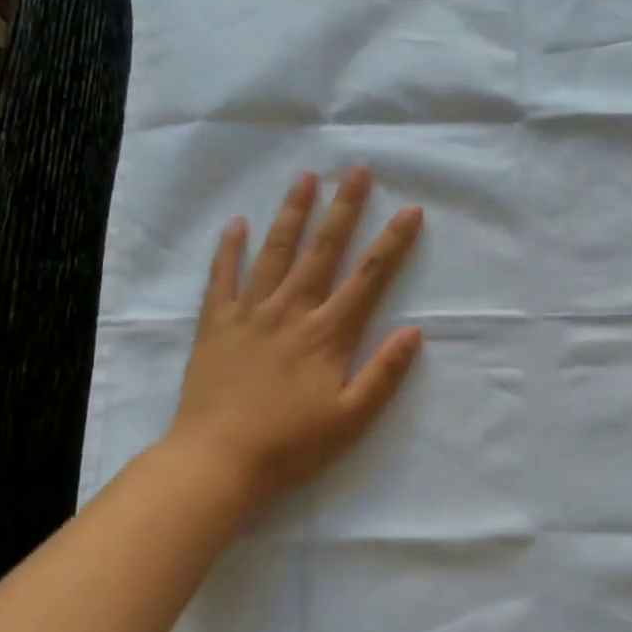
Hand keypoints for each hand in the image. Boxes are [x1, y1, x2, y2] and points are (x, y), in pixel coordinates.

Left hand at [167, 169, 423, 509]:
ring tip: (305, 178)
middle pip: (323, 251)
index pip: (369, 278)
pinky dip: (229, 249)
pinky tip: (236, 223)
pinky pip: (222, 278)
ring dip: (292, 213)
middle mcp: (291, 312)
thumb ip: (384, 374)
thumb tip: (414, 332)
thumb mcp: (351, 419)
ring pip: (275, 252)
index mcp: (328, 334)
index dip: (393, 243)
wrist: (218, 461)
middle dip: (344, 209)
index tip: (410, 210)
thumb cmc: (291, 445)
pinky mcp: (216, 325)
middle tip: (357, 170)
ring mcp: (250, 314)